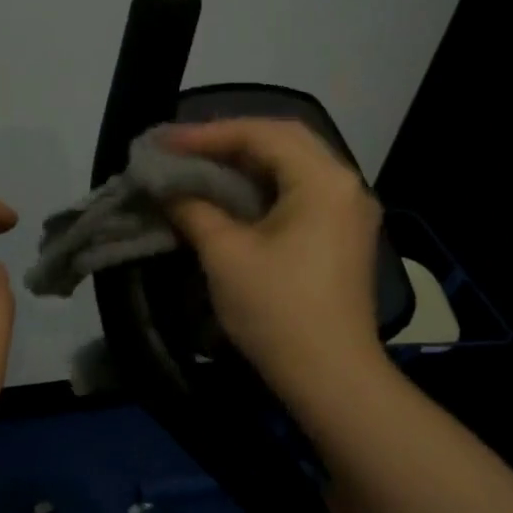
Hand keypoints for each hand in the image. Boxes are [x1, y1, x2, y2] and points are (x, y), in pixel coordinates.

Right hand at [162, 118, 389, 398]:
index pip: (261, 133)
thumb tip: (167, 187)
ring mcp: (349, 211)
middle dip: (228, 140)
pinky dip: (263, 186)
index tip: (163, 142)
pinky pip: (300, 192)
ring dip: (246, 161)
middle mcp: (345, 184)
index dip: (207, 134)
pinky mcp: (343, 236)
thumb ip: (193, 208)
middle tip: (182, 148)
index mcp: (323, 180)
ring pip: (293, 166)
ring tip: (200, 165)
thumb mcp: (225, 254)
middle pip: (283, 141)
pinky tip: (232, 196)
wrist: (332, 378)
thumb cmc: (277, 310)